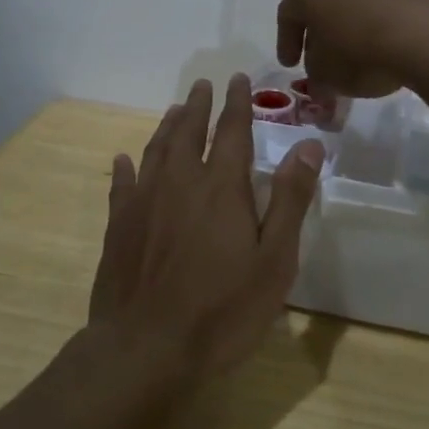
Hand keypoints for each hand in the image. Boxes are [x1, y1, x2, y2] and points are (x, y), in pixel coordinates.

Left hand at [90, 75, 324, 381]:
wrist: (145, 349)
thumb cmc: (222, 310)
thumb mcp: (274, 260)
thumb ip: (290, 199)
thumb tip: (310, 144)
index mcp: (221, 186)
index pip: (232, 130)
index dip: (238, 103)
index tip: (238, 78)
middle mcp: (180, 182)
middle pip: (189, 132)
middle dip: (199, 105)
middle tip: (203, 84)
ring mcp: (144, 202)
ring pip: (156, 150)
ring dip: (167, 126)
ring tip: (175, 110)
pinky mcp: (118, 226)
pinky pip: (121, 184)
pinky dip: (124, 167)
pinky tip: (123, 159)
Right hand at [275, 0, 428, 98]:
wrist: (425, 35)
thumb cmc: (357, 49)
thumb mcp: (325, 74)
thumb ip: (315, 76)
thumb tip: (320, 80)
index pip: (287, 15)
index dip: (286, 44)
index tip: (290, 65)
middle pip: (320, 6)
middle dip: (317, 36)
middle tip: (318, 63)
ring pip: (350, 6)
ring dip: (347, 32)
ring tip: (351, 62)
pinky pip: (378, 9)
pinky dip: (373, 29)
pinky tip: (379, 53)